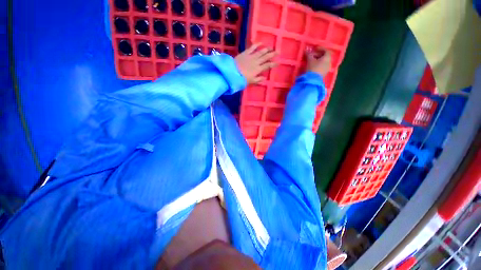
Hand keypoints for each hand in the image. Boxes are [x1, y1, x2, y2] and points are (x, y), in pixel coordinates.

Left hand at [235, 43, 277, 83]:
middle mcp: (256, 61)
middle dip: (272, 54)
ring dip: (267, 49)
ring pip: (261, 51)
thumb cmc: (242, 79)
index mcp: (258, 69)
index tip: (278, 62)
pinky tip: (261, 42)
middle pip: (266, 57)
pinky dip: (257, 44)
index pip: (267, 65)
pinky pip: (252, 47)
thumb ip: (258, 80)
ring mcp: (251, 56)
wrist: (233, 72)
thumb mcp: (251, 81)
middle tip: (278, 51)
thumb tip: (264, 78)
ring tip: (271, 47)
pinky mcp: (246, 52)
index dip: (273, 64)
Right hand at [306, 47, 331, 76]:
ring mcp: (327, 69)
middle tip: (311, 55)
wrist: (313, 81)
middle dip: (318, 55)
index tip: (315, 49)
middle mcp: (329, 62)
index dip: (321, 48)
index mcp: (327, 58)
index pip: (326, 50)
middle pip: (325, 56)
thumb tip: (307, 49)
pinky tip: (313, 67)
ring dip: (318, 60)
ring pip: (323, 62)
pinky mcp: (324, 74)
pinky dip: (318, 65)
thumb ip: (309, 54)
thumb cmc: (312, 68)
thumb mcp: (310, 60)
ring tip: (311, 62)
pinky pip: (322, 67)